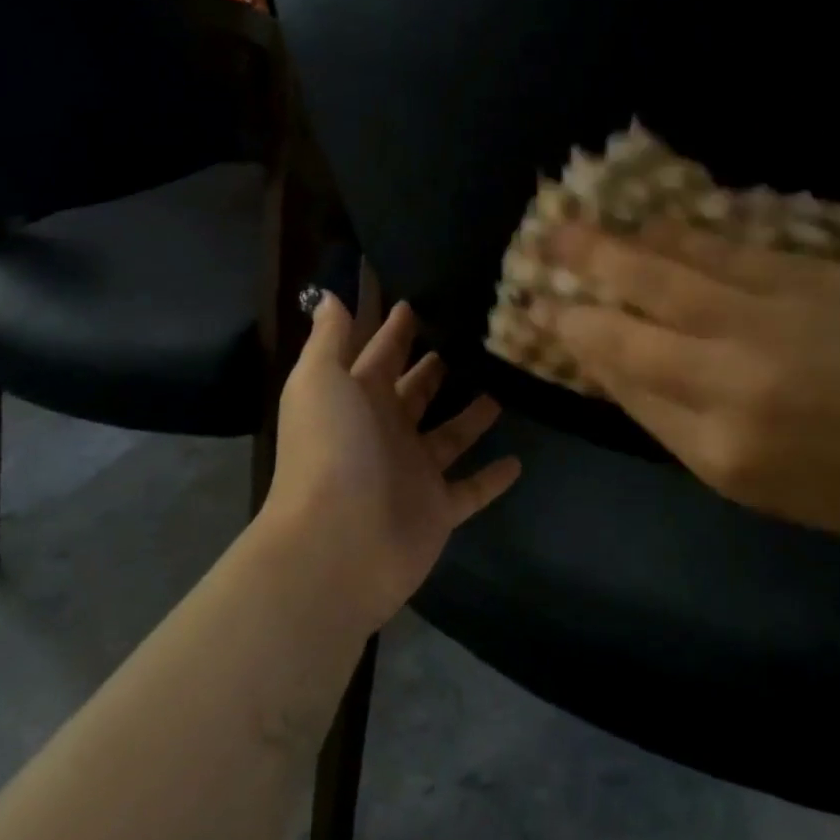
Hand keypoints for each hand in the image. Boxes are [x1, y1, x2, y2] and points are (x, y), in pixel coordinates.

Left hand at [261, 295, 521, 631]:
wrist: (336, 545)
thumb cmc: (330, 450)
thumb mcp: (320, 380)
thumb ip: (329, 338)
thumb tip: (329, 295)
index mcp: (357, 399)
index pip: (380, 354)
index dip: (396, 329)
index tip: (422, 300)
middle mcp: (385, 431)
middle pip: (415, 392)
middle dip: (435, 368)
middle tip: (475, 338)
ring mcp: (412, 473)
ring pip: (449, 436)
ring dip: (471, 415)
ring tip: (504, 385)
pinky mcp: (437, 510)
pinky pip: (471, 489)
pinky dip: (492, 478)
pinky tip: (518, 460)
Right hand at [544, 223, 839, 557]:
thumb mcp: (755, 486)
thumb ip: (674, 424)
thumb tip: (614, 365)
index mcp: (721, 441)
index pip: (625, 371)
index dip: (577, 333)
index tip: (543, 310)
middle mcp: (740, 370)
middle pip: (639, 308)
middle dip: (583, 271)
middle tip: (542, 242)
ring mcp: (783, 314)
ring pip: (681, 265)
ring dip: (624, 241)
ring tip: (583, 219)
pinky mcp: (821, 275)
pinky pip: (734, 248)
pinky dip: (686, 234)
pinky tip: (658, 224)